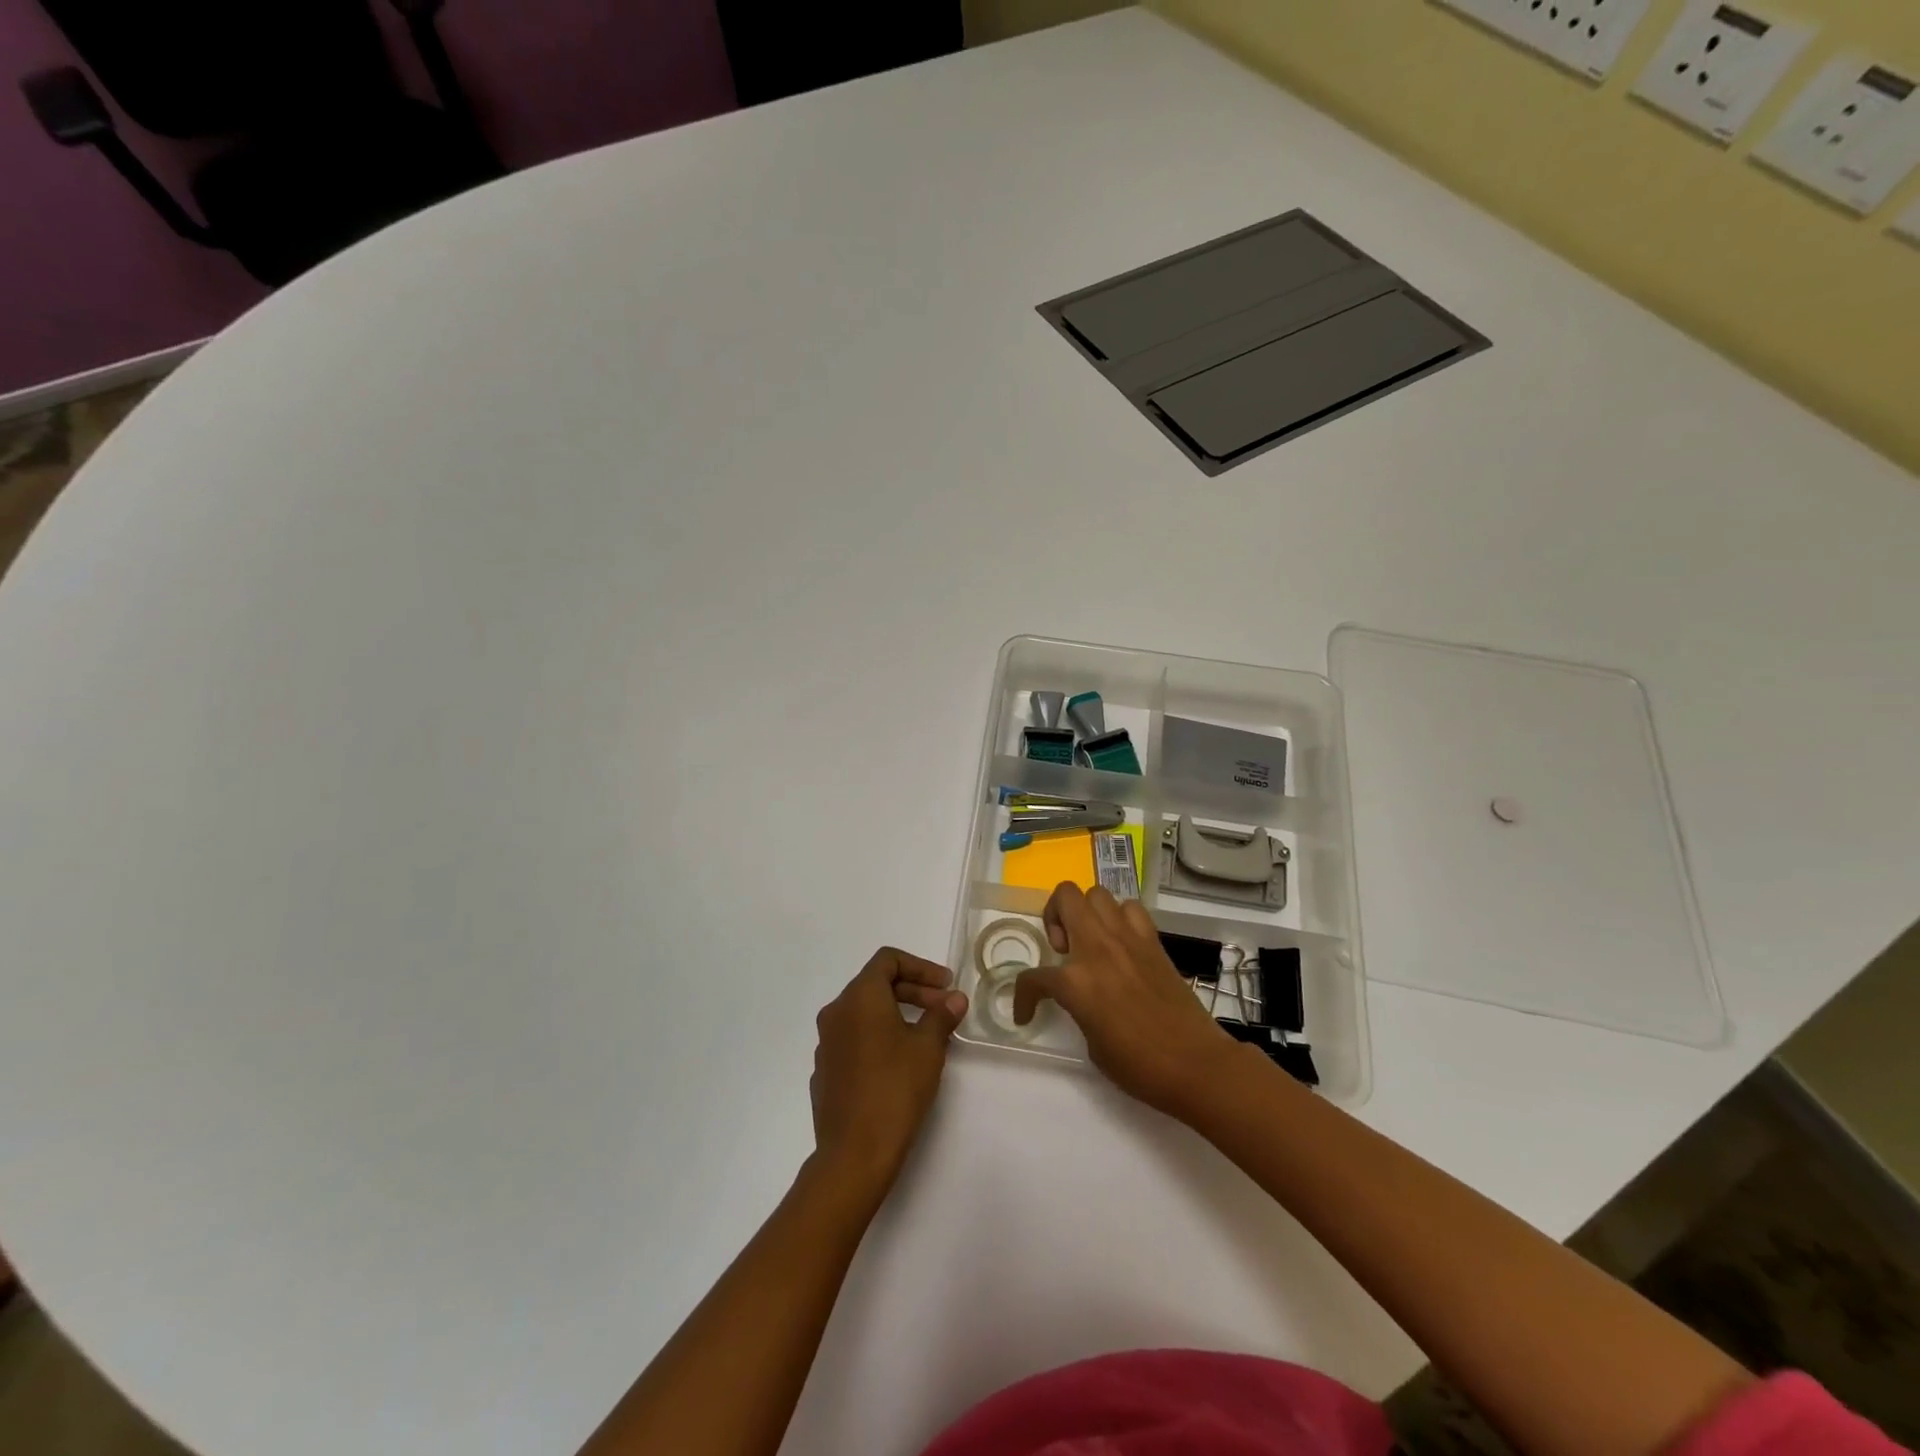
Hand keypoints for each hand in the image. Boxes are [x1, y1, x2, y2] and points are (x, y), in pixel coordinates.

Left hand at [809, 948, 967, 1195]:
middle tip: (944, 1010)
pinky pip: (855, 1038)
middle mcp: (837, 1012)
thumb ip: (941, 1016)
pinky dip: (879, 1037)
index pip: (888, 960)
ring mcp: (826, 1043)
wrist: (853, 1154)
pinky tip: (900, 1063)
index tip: (946, 986)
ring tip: (927, 1036)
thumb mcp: (928, 1048)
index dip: (921, 967)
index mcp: (859, 998)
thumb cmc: (894, 1090)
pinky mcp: (825, 1071)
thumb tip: (955, 999)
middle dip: (914, 992)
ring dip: (897, 1015)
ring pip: (865, 1013)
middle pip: (876, 985)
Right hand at [1014, 883, 1241, 1120]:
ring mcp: (1127, 939)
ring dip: (1086, 913)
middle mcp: (1098, 947)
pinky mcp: (1153, 941)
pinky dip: (1119, 919)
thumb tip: (1081, 998)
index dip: (1023, 997)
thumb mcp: (1092, 1043)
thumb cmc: (1140, 1066)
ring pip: (1097, 894)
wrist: (1196, 1064)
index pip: (1034, 977)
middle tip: (1062, 949)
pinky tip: (1120, 944)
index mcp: (1076, 981)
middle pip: (1065, 897)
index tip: (1026, 1012)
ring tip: (1090, 942)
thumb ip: (1078, 1008)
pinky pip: (1130, 910)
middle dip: (1053, 916)